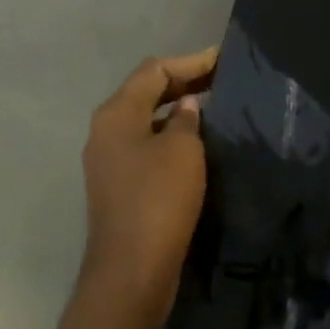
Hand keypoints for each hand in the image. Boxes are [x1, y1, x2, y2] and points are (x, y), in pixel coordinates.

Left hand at [80, 47, 217, 323]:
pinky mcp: (119, 185)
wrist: (132, 270)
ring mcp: (108, 160)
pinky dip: (170, 134)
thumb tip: (185, 106)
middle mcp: (105, 131)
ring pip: (146, 119)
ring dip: (176, 109)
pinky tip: (196, 140)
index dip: (190, 61)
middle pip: (145, 92)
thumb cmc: (158, 199)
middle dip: (183, 82)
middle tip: (222, 77)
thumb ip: (185, 119)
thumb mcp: (182, 150)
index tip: (224, 58)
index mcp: (116, 114)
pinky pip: (146, 144)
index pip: (154, 70)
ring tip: (213, 104)